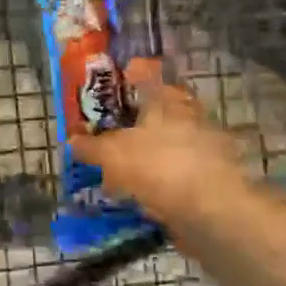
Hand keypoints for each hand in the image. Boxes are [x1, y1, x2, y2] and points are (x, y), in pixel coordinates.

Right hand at [71, 58, 248, 232]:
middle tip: (110, 133)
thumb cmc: (159, 165)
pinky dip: (161, 181)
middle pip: (158, 110)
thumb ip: (91, 146)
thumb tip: (72, 140)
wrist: (213, 211)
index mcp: (167, 99)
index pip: (148, 74)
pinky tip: (144, 195)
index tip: (113, 85)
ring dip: (148, 154)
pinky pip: (178, 173)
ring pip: (169, 143)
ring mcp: (205, 147)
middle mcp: (190, 116)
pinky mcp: (212, 178)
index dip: (130, 75)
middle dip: (135, 121)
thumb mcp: (112, 154)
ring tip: (121, 170)